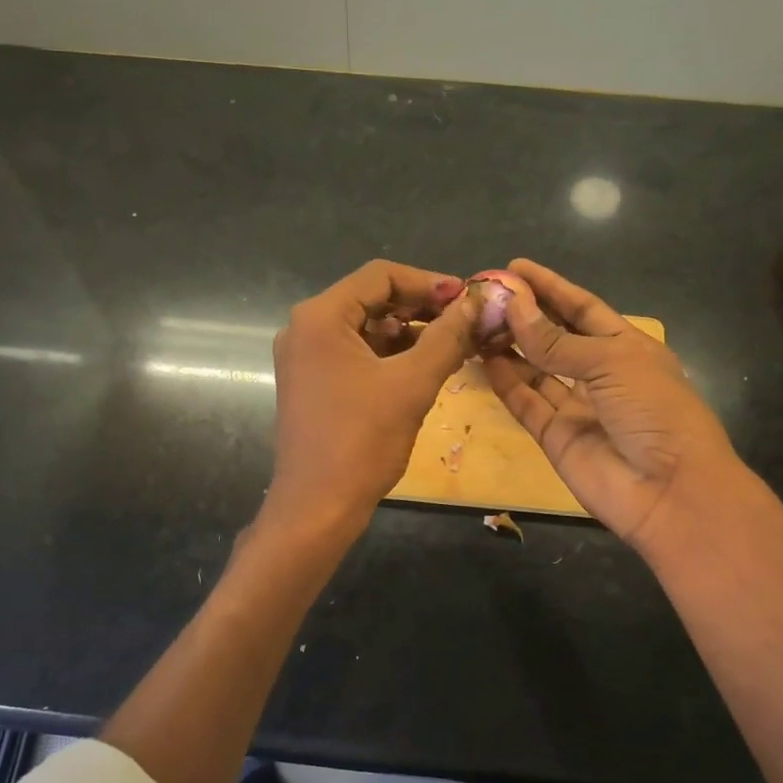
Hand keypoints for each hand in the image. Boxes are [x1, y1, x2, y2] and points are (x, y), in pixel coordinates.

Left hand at [267, 260, 477, 531]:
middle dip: (421, 307)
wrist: (317, 507)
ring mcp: (305, 357)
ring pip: (366, 328)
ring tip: (454, 344)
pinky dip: (390, 355)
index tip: (467, 299)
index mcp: (320, 317)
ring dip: (409, 332)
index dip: (428, 282)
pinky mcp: (312, 383)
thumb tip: (477, 304)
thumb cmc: (362, 441)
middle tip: (465, 322)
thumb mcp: (412, 384)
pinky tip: (425, 366)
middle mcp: (305, 328)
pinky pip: (356, 354)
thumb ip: (447, 337)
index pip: (380, 276)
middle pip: (371, 298)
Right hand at [481, 259, 742, 560]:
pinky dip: (505, 381)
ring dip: (509, 346)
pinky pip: (526, 402)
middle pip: (555, 337)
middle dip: (524, 315)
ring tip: (476, 323)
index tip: (515, 267)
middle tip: (485, 296)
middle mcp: (600, 374)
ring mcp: (577, 406)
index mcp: (627, 348)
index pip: (582, 309)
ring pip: (535, 369)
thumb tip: (513, 305)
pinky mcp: (555, 436)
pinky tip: (483, 358)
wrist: (669, 492)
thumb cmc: (655, 412)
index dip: (551, 288)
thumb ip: (556, 340)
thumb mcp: (611, 363)